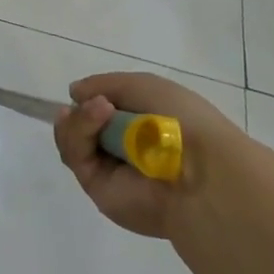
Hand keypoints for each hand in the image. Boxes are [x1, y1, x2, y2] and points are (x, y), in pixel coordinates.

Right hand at [53, 71, 241, 239]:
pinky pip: (76, 155)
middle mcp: (122, 150)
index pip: (100, 113)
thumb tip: (74, 94)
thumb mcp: (143, 85)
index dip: (90, 100)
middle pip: (79, 127)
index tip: (88, 92)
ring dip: (79, 118)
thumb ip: (104, 85)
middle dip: (79, 111)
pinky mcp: (98, 188)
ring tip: (100, 108)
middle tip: (92, 102)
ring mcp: (109, 170)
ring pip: (72, 140)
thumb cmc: (179, 119)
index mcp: (139, 128)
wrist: (200, 169)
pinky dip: (80, 130)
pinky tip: (99, 114)